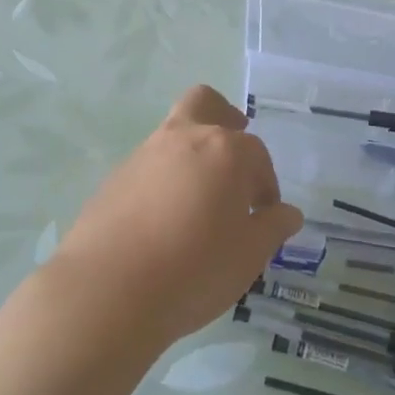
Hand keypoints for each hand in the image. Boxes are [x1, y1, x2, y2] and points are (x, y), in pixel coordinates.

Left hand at [51, 86, 302, 347]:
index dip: (265, 186)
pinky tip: (162, 222)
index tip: (263, 216)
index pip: (257, 155)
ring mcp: (143, 155)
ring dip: (190, 154)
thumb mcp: (249, 255)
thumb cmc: (195, 269)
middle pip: (205, 104)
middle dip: (224, 120)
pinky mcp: (113, 179)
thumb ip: (273, 228)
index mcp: (226, 150)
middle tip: (232, 159)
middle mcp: (184, 139)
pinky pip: (147, 167)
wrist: (108, 291)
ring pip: (173, 134)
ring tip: (197, 204)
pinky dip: (162, 180)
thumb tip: (287, 213)